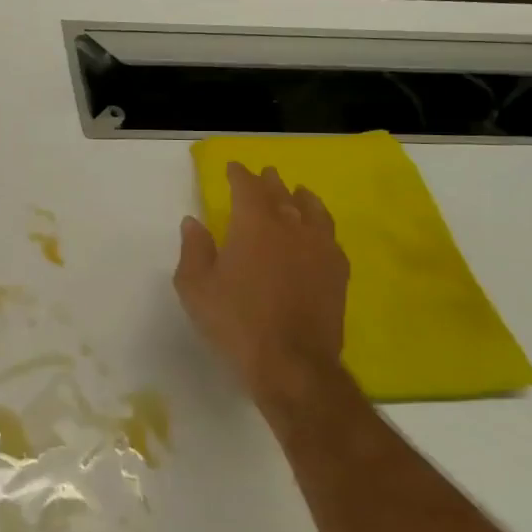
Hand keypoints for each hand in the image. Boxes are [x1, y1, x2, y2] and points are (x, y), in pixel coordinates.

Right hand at [174, 162, 349, 411]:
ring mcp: (319, 249)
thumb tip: (194, 222)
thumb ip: (194, 249)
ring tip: (299, 193)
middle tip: (265, 174)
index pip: (247, 187)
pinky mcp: (338, 273)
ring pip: (313, 211)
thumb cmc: (235, 321)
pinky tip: (319, 232)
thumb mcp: (195, 287)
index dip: (239, 174)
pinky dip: (321, 225)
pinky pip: (331, 237)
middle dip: (270, 182)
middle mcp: (290, 227)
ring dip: (302, 198)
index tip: (233, 168)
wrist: (292, 364)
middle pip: (281, 194)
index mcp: (253, 225)